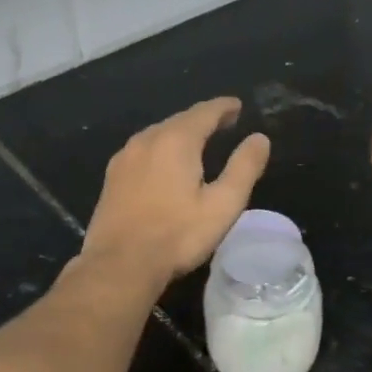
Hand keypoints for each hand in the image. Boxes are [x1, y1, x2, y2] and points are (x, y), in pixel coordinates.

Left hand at [81, 97, 271, 282]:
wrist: (119, 264)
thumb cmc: (177, 235)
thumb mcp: (222, 205)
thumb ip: (243, 168)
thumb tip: (259, 139)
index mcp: (176, 141)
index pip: (204, 112)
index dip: (223, 107)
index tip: (237, 106)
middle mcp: (147, 140)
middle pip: (179, 120)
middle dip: (202, 119)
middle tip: (223, 123)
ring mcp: (124, 158)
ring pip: (158, 134)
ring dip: (180, 133)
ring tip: (198, 141)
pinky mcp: (112, 178)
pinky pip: (142, 151)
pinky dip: (161, 149)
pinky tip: (165, 164)